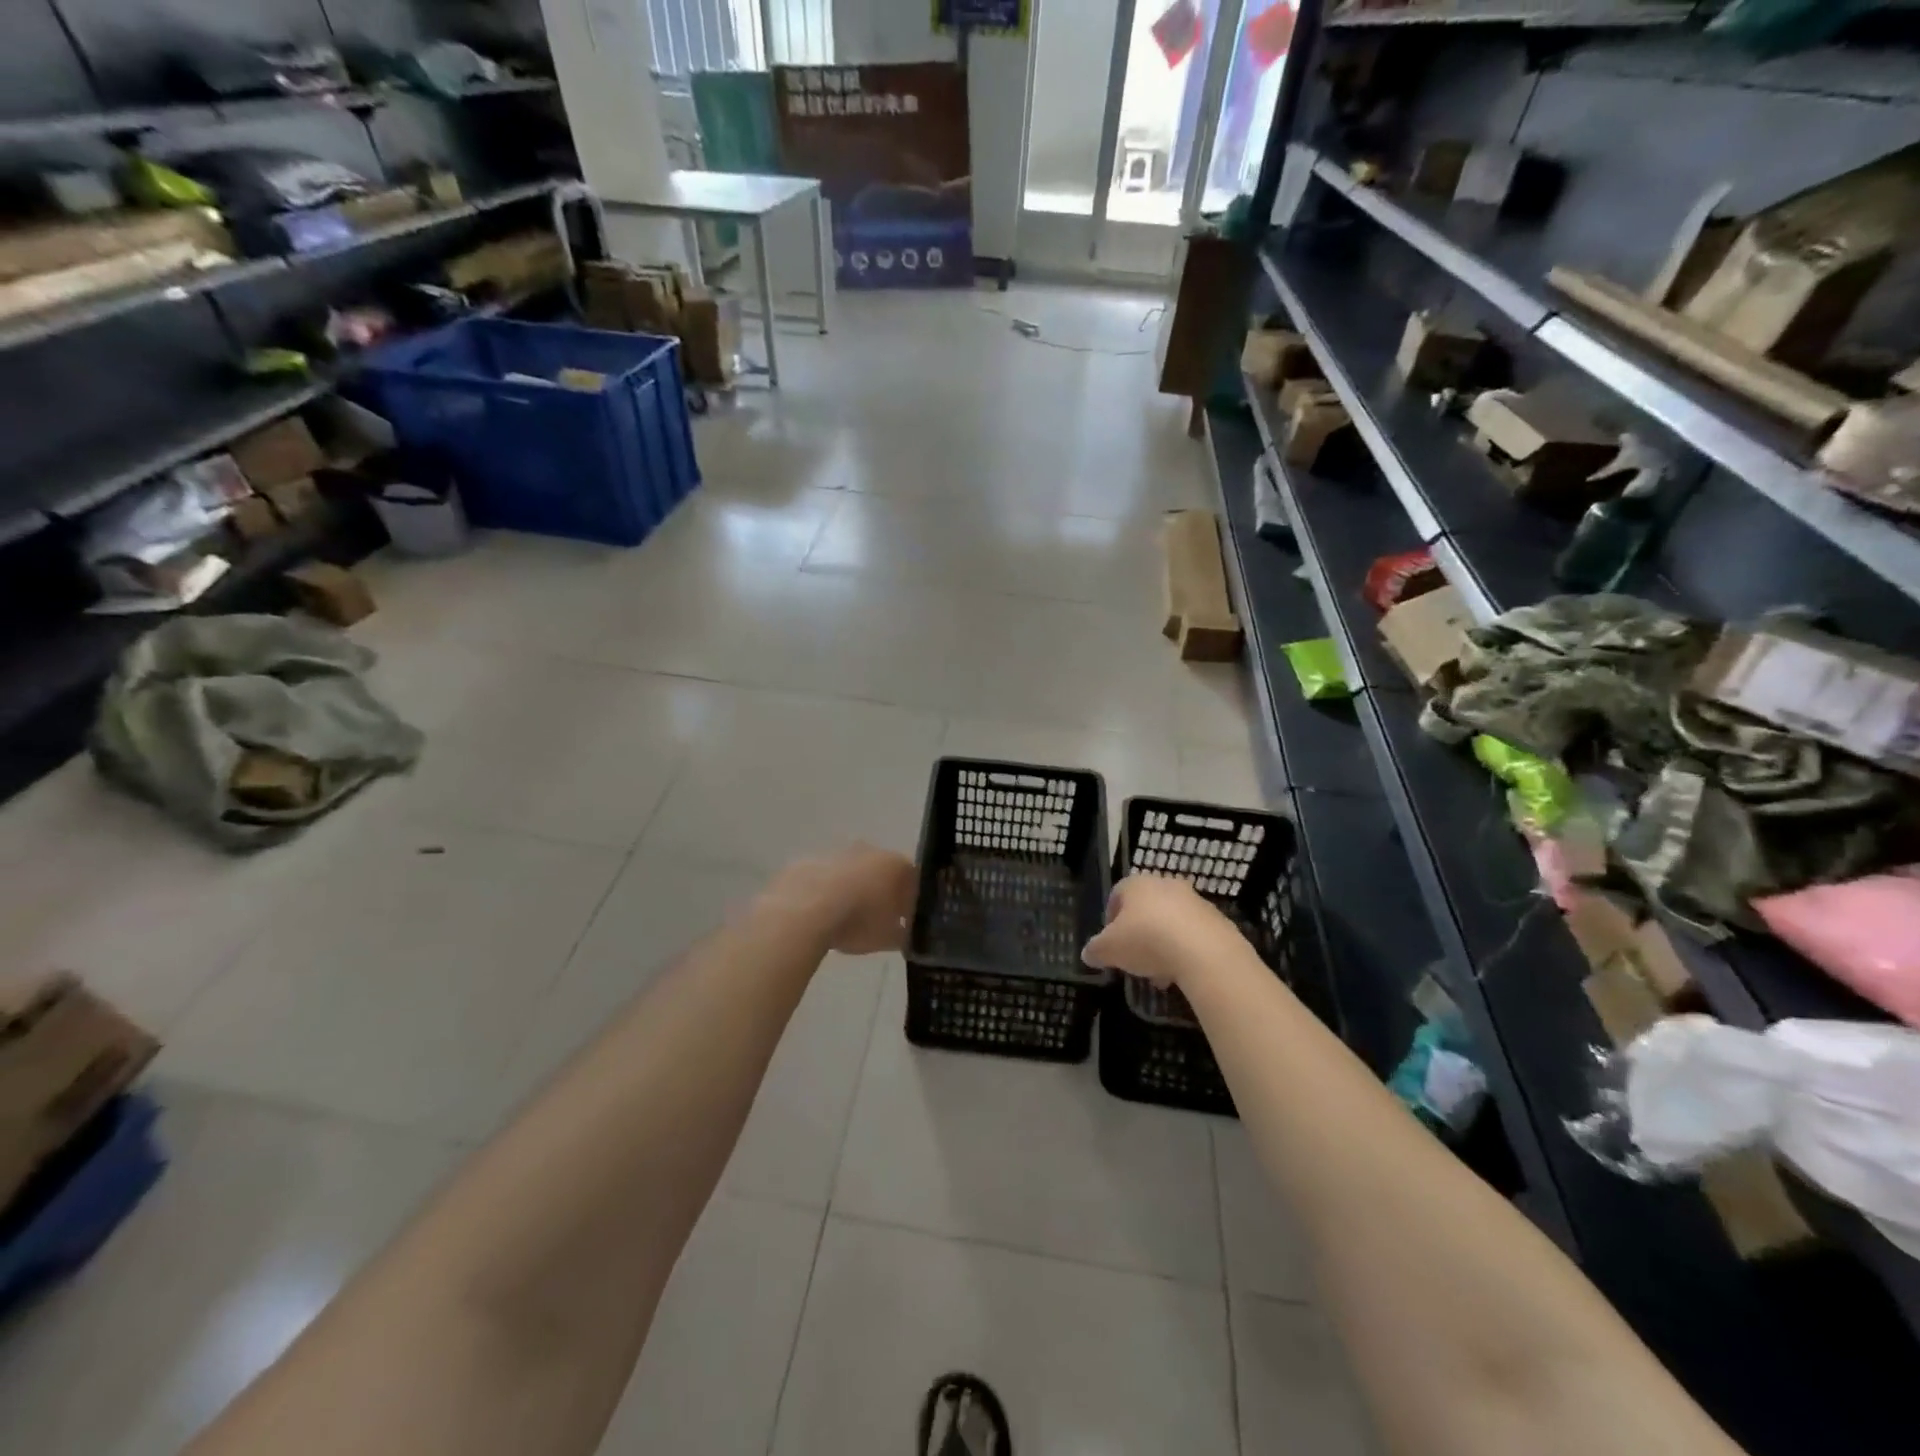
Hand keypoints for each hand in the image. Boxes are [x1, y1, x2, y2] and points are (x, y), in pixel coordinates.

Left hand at [760, 846, 916, 955]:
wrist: (804, 909)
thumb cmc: (857, 920)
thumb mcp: (889, 938)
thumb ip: (903, 933)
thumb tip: (905, 932)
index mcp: (896, 865)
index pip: (913, 880)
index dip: (910, 901)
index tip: (905, 920)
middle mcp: (870, 850)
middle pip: (883, 871)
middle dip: (882, 891)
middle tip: (876, 919)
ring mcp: (838, 853)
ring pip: (853, 871)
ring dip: (853, 889)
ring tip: (845, 918)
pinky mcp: (810, 861)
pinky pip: (827, 877)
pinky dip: (828, 891)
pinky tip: (821, 913)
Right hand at [1082, 874, 1241, 987]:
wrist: (1205, 952)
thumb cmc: (1146, 940)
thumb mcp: (1108, 950)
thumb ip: (1095, 950)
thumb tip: (1088, 954)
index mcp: (1136, 884)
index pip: (1117, 894)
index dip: (1110, 919)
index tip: (1111, 942)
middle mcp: (1165, 885)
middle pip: (1146, 908)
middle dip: (1139, 933)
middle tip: (1134, 958)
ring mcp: (1194, 901)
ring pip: (1170, 922)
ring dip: (1163, 944)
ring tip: (1159, 973)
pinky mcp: (1217, 920)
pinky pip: (1193, 934)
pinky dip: (1185, 950)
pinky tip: (1181, 973)